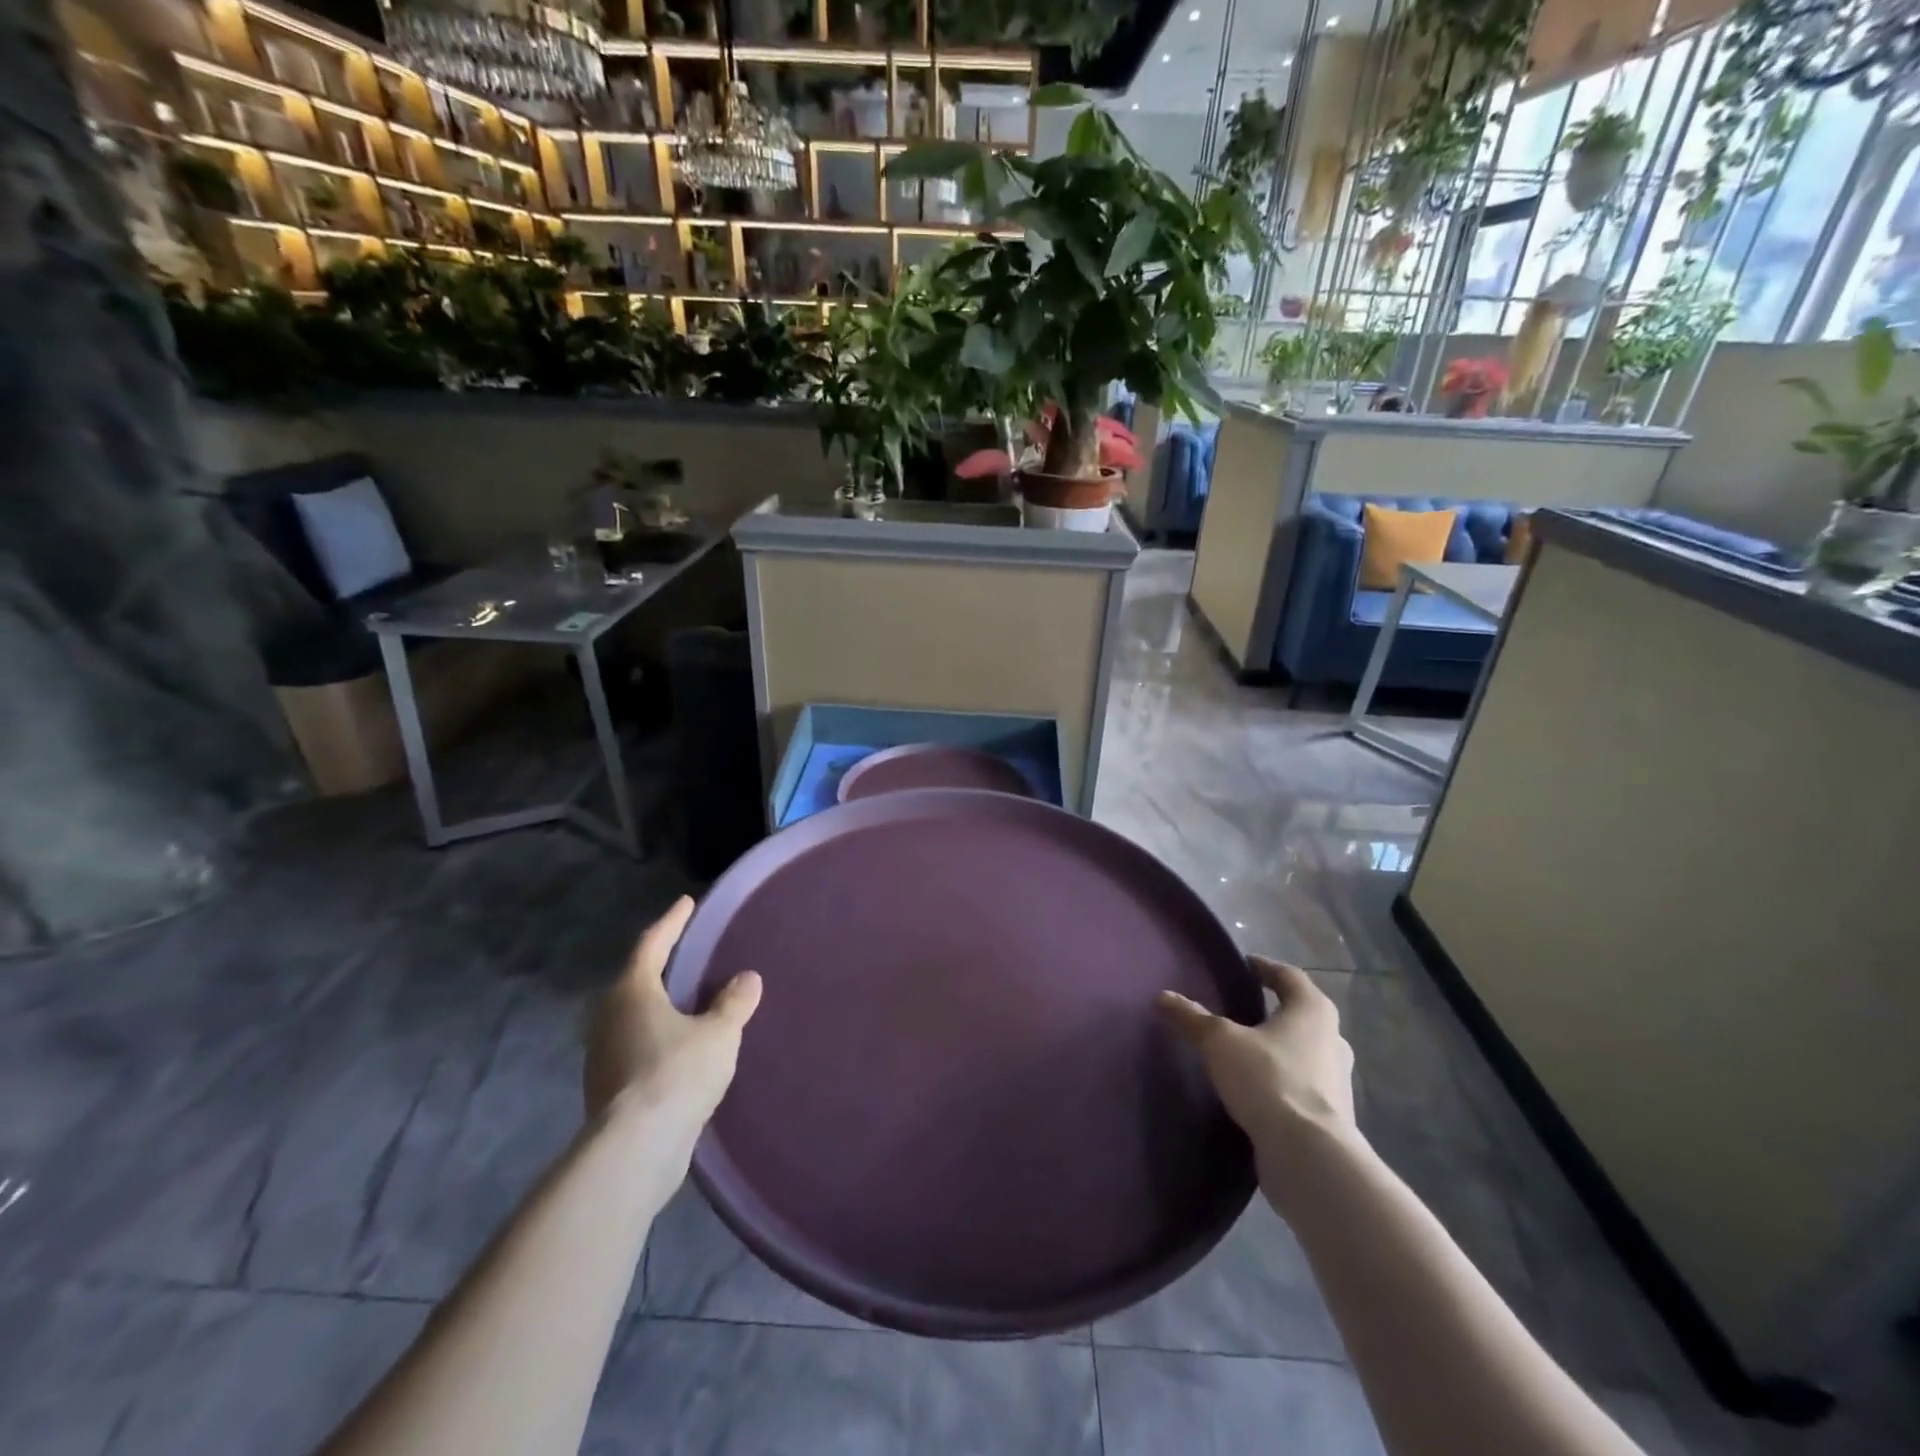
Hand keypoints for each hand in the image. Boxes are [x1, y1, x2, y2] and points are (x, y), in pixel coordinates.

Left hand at [583, 897, 761, 1133]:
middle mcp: (609, 1018)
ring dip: (659, 1008)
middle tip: (687, 955)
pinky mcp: (607, 1091)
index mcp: (632, 992)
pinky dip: (657, 1040)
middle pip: (636, 982)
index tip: (686, 903)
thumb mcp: (718, 1033)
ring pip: (634, 1018)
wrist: (636, 1149)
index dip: (672, 922)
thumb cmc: (677, 1073)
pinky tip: (680, 1050)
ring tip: (688, 1004)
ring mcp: (603, 1057)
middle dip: (661, 968)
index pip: (653, 944)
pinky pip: (636, 1049)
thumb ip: (733, 1003)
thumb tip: (747, 979)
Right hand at [1158, 957, 1357, 1198]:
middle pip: (1302, 1014)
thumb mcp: (1219, 1042)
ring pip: (1305, 1051)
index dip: (1264, 967)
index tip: (1245, 965)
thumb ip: (1191, 1018)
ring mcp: (1338, 1080)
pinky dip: (1282, 1079)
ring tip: (1246, 1050)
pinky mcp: (1332, 1116)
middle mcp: (1333, 1039)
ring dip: (1280, 1047)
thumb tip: (1162, 997)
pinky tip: (1257, 1088)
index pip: (1289, 976)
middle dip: (1275, 1009)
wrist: (1309, 1156)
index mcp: (1312, 1010)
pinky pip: (1303, 1085)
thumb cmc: (1269, 1079)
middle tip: (1244, 1007)